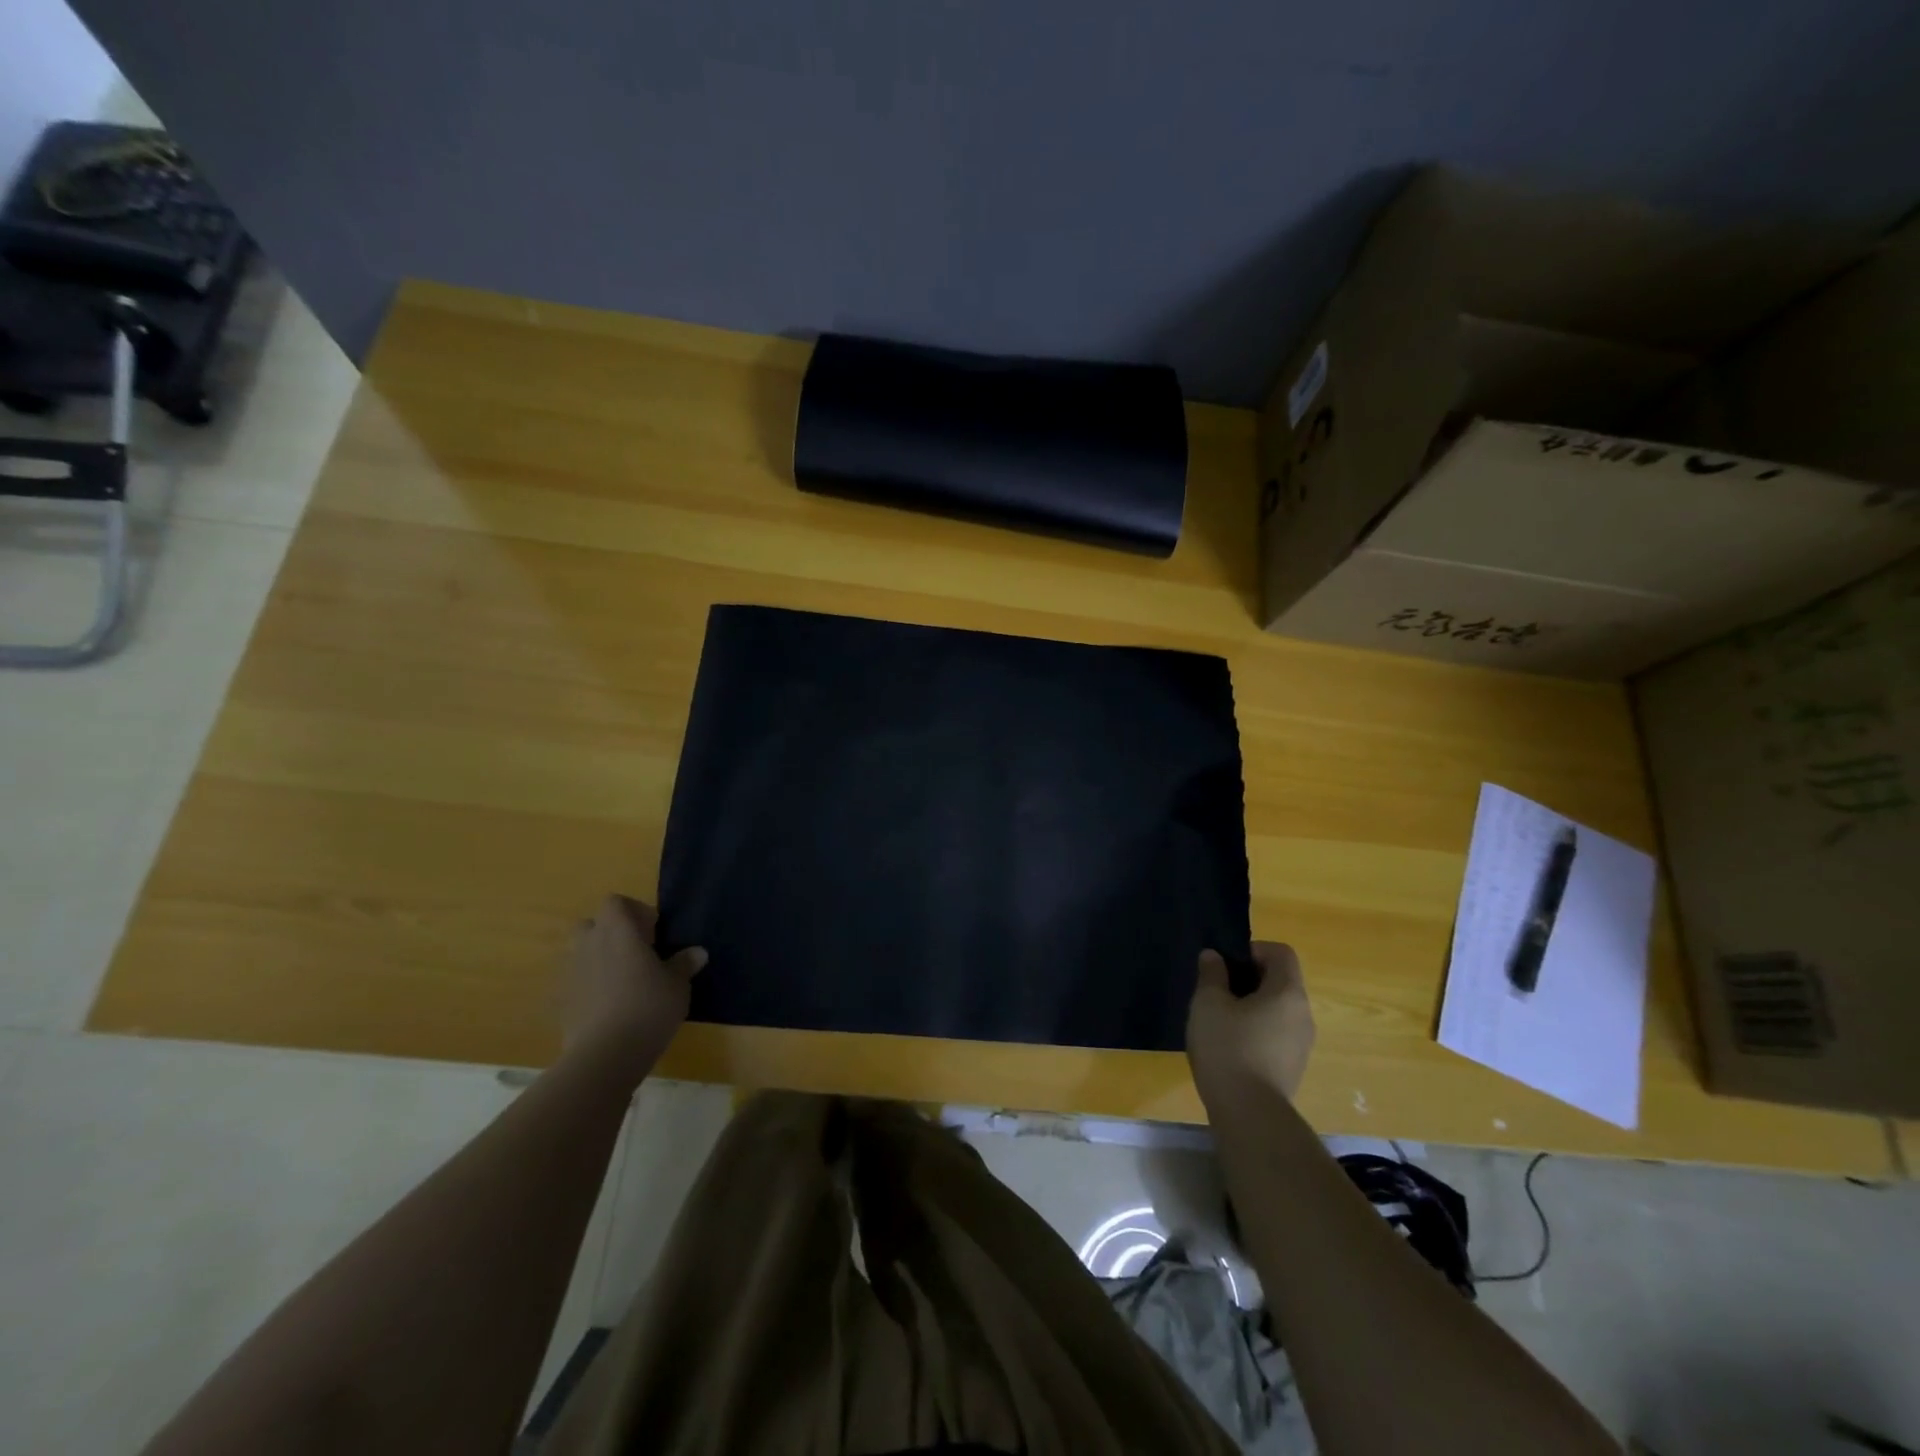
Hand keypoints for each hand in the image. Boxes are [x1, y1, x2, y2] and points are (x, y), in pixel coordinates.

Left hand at [562, 895, 706, 1081]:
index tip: (654, 932)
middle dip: (611, 933)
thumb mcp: (678, 984)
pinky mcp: (561, 1001)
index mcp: (618, 931)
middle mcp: (589, 944)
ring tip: (623, 980)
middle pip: (592, 924)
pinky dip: (589, 986)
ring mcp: (571, 973)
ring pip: (580, 953)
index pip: (615, 902)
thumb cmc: (648, 1007)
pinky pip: (575, 982)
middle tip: (637, 953)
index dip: (634, 911)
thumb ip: (684, 964)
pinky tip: (609, 1006)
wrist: (605, 1054)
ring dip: (599, 958)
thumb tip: (697, 952)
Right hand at [1186, 942, 1314, 1108]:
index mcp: (1288, 992)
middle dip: (1248, 979)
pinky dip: (1256, 1031)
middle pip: (1280, 981)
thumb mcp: (1208, 1003)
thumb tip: (1214, 957)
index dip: (1253, 950)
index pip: (1281, 953)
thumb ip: (1211, 974)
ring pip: (1278, 1010)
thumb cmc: (1228, 1048)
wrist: (1249, 1114)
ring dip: (1251, 1006)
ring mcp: (1302, 1044)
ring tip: (1220, 1021)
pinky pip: (1277, 1034)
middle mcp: (1304, 1014)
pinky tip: (1230, 1048)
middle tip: (1217, 991)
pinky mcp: (1293, 1067)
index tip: (1226, 966)